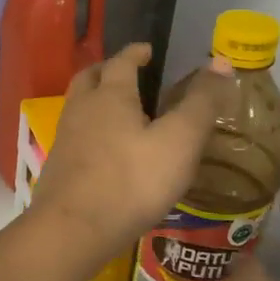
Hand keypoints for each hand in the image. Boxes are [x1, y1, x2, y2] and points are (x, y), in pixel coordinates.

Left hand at [27, 44, 226, 258]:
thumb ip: (201, 103)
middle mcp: (81, 110)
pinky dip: (90, 132)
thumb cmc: (131, 181)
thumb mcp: (180, 141)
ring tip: (118, 113)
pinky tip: (105, 152)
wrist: (73, 229)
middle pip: (88, 78)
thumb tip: (221, 62)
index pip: (121, 62)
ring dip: (95, 101)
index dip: (135, 53)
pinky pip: (75, 137)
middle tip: (126, 74)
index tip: (147, 50)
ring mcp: (65, 140)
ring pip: (78, 108)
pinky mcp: (58, 169)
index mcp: (110, 96)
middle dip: (107, 71)